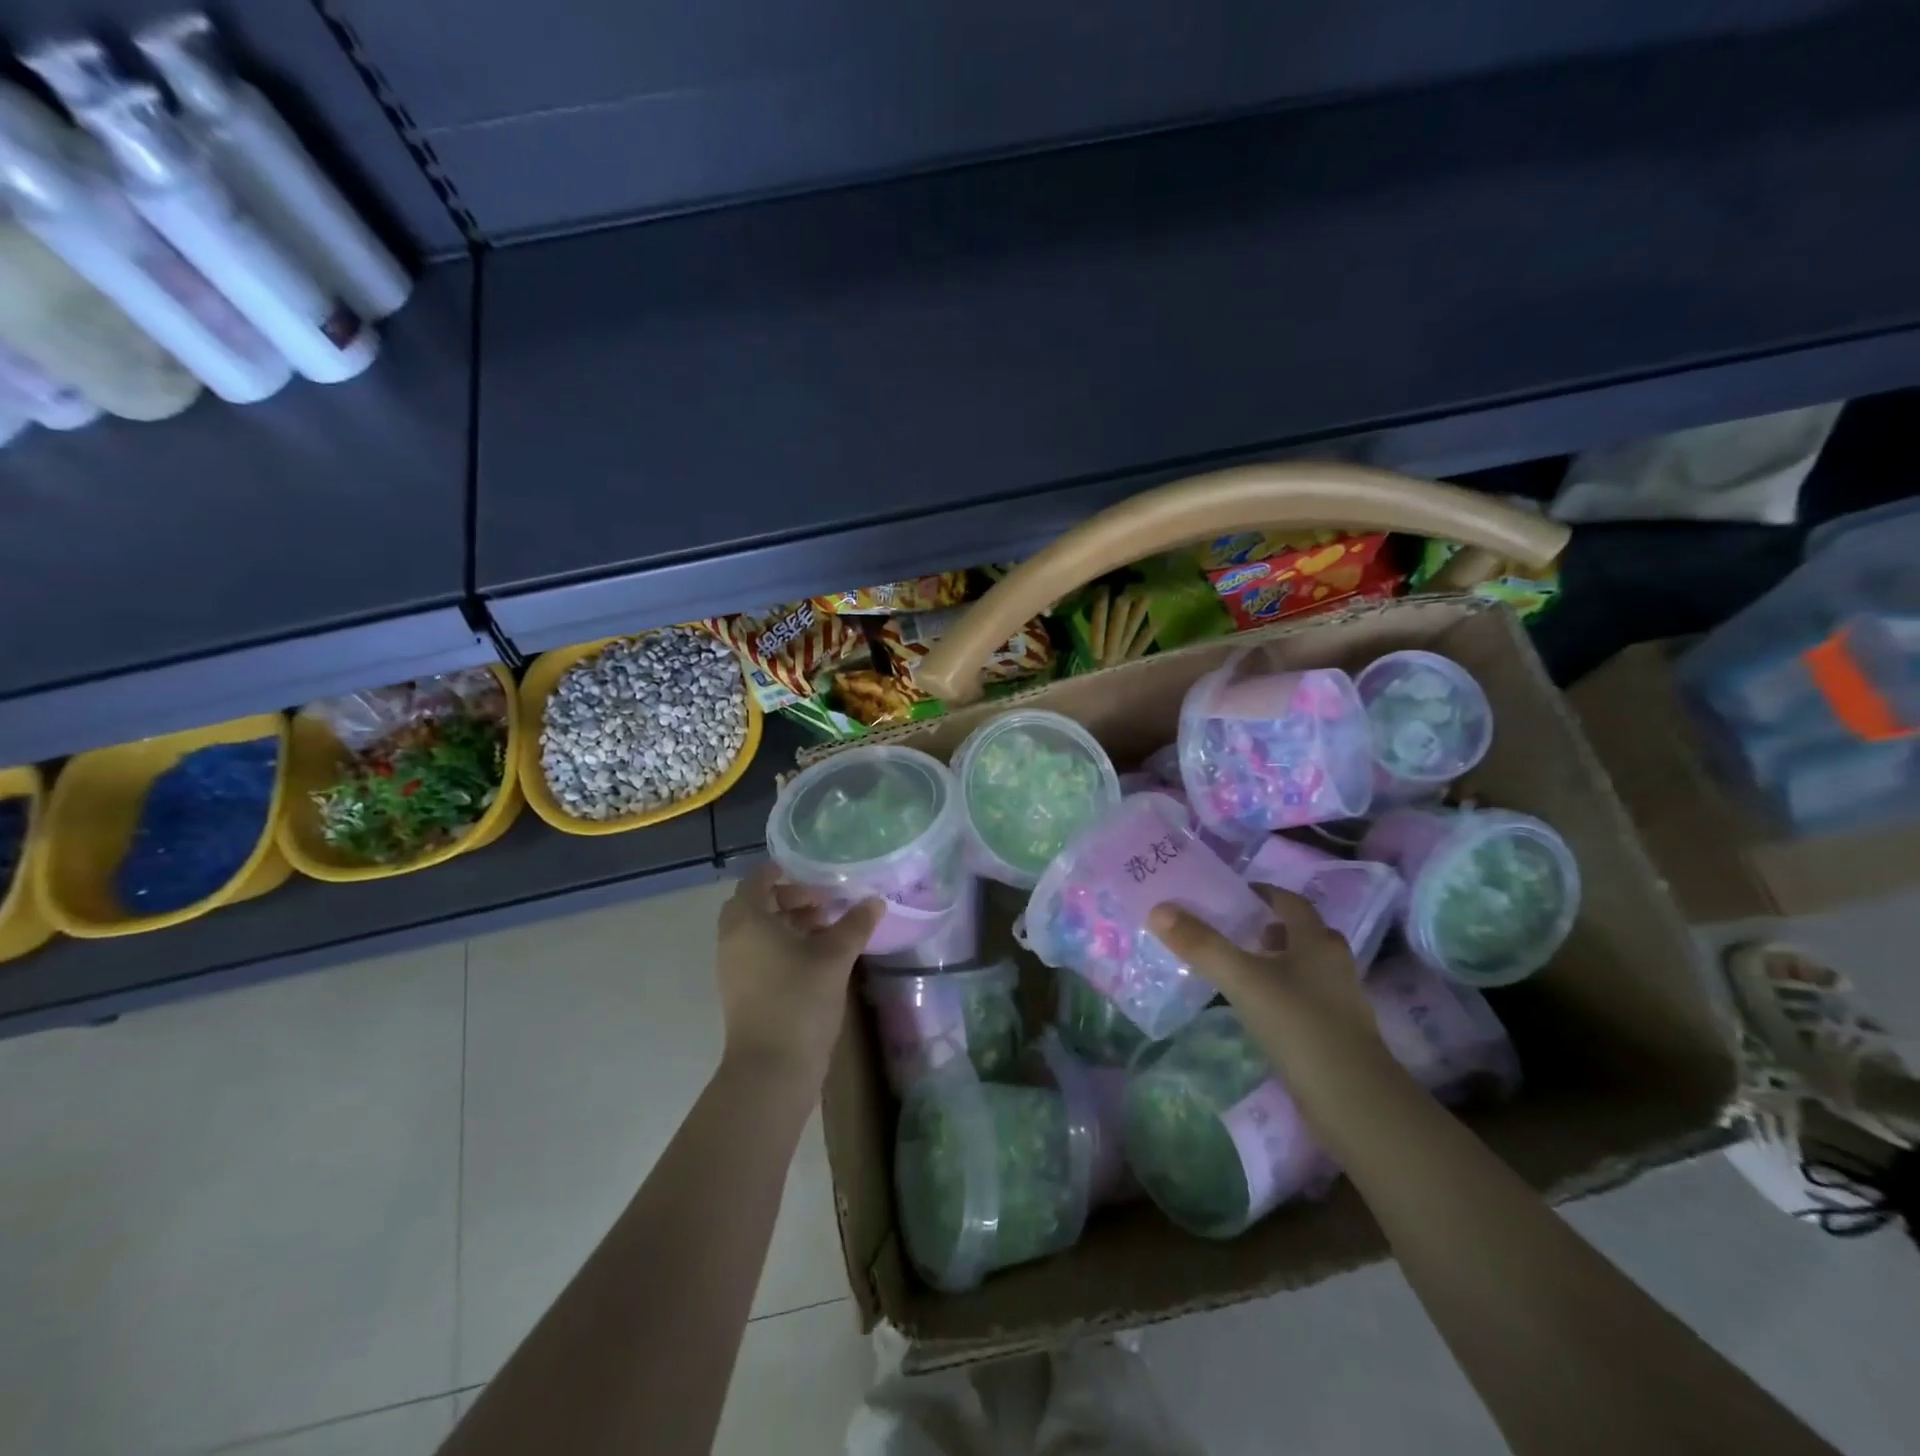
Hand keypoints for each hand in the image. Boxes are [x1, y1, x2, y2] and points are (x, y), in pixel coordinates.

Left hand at [715, 863, 882, 1090]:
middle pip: (758, 905)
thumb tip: (875, 901)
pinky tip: (818, 956)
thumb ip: (855, 924)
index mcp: (747, 920)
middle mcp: (734, 939)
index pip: (757, 880)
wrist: (771, 1068)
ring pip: (760, 931)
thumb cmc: (799, 999)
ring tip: (828, 928)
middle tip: (825, 902)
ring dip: (790, 923)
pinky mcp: (743, 990)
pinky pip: (760, 952)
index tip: (814, 872)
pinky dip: (785, 945)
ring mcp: (735, 967)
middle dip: (791, 899)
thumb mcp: (835, 956)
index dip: (784, 872)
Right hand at [1149, 885, 1388, 1082]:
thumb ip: (1202, 944)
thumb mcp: (1243, 980)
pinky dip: (1278, 991)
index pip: (1289, 901)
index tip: (1228, 895)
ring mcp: (1338, 999)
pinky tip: (1254, 1007)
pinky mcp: (1335, 1031)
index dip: (1260, 893)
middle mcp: (1333, 962)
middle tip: (1227, 929)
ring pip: (1301, 966)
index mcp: (1317, 940)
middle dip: (1265, 927)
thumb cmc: (1299, 1025)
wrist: (1353, 1102)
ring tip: (1235, 967)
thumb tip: (1159, 909)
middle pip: (1298, 932)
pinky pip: (1302, 996)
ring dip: (1272, 960)